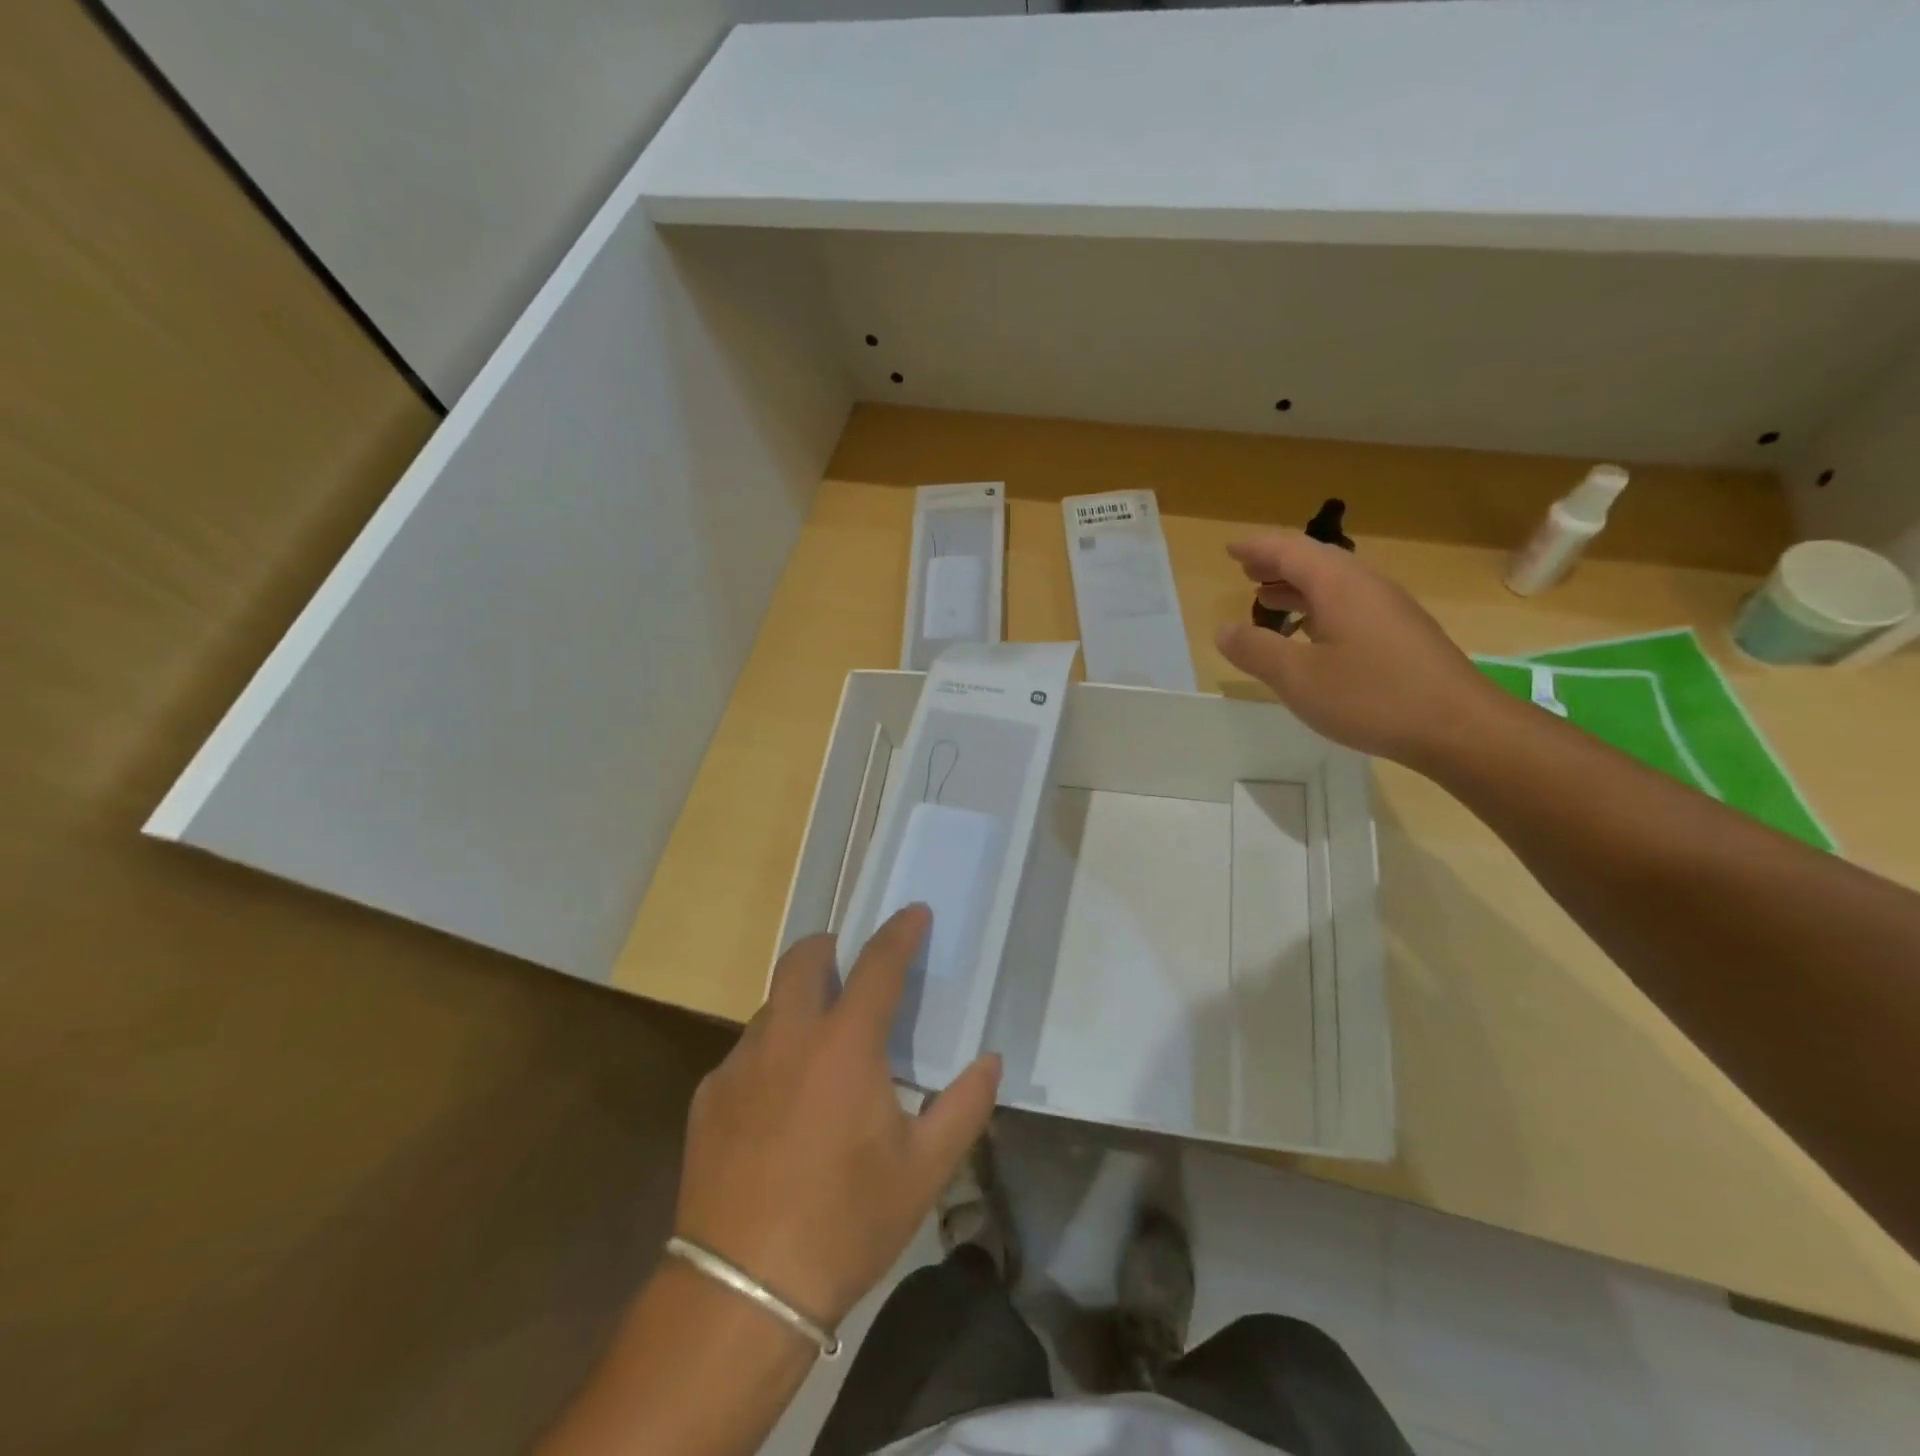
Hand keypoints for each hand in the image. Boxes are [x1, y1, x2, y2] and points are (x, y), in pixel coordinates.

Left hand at [673, 906, 999, 1330]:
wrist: (741, 1291)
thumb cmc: (845, 1223)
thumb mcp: (924, 1171)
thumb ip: (964, 1106)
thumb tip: (990, 1061)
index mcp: (845, 1045)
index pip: (878, 964)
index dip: (900, 932)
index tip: (914, 912)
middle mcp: (788, 1036)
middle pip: (803, 959)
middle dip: (830, 947)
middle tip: (851, 966)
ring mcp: (740, 1063)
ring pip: (772, 1006)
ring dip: (800, 1005)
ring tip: (820, 1048)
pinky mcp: (708, 1095)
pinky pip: (746, 1053)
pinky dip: (771, 1055)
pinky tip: (780, 1103)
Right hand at [1214, 532, 1499, 765]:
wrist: (1459, 727)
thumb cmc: (1371, 697)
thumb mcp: (1298, 678)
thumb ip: (1256, 650)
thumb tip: (1224, 630)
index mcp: (1339, 585)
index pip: (1290, 550)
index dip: (1256, 547)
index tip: (1229, 549)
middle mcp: (1366, 586)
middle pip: (1315, 560)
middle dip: (1277, 562)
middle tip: (1246, 570)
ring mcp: (1389, 609)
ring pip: (1334, 583)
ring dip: (1298, 585)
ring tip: (1268, 597)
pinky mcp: (1401, 634)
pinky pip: (1349, 604)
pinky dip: (1318, 607)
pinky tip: (1310, 633)